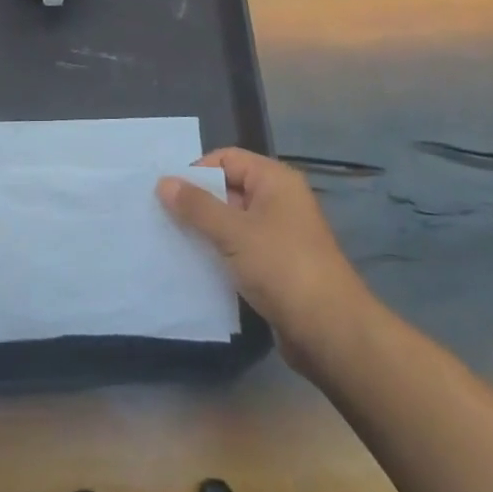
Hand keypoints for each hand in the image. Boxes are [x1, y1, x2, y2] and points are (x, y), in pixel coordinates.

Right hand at [158, 147, 369, 376]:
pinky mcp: (276, 267)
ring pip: (232, 223)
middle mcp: (278, 201)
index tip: (167, 194)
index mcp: (275, 180)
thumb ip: (197, 206)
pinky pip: (240, 250)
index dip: (197, 171)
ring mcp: (279, 235)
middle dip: (196, 203)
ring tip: (170, 242)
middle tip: (161, 218)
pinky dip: (219, 255)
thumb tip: (163, 182)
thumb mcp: (234, 232)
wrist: (331, 333)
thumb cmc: (282, 268)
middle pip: (228, 189)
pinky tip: (194, 267)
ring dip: (205, 231)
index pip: (227, 158)